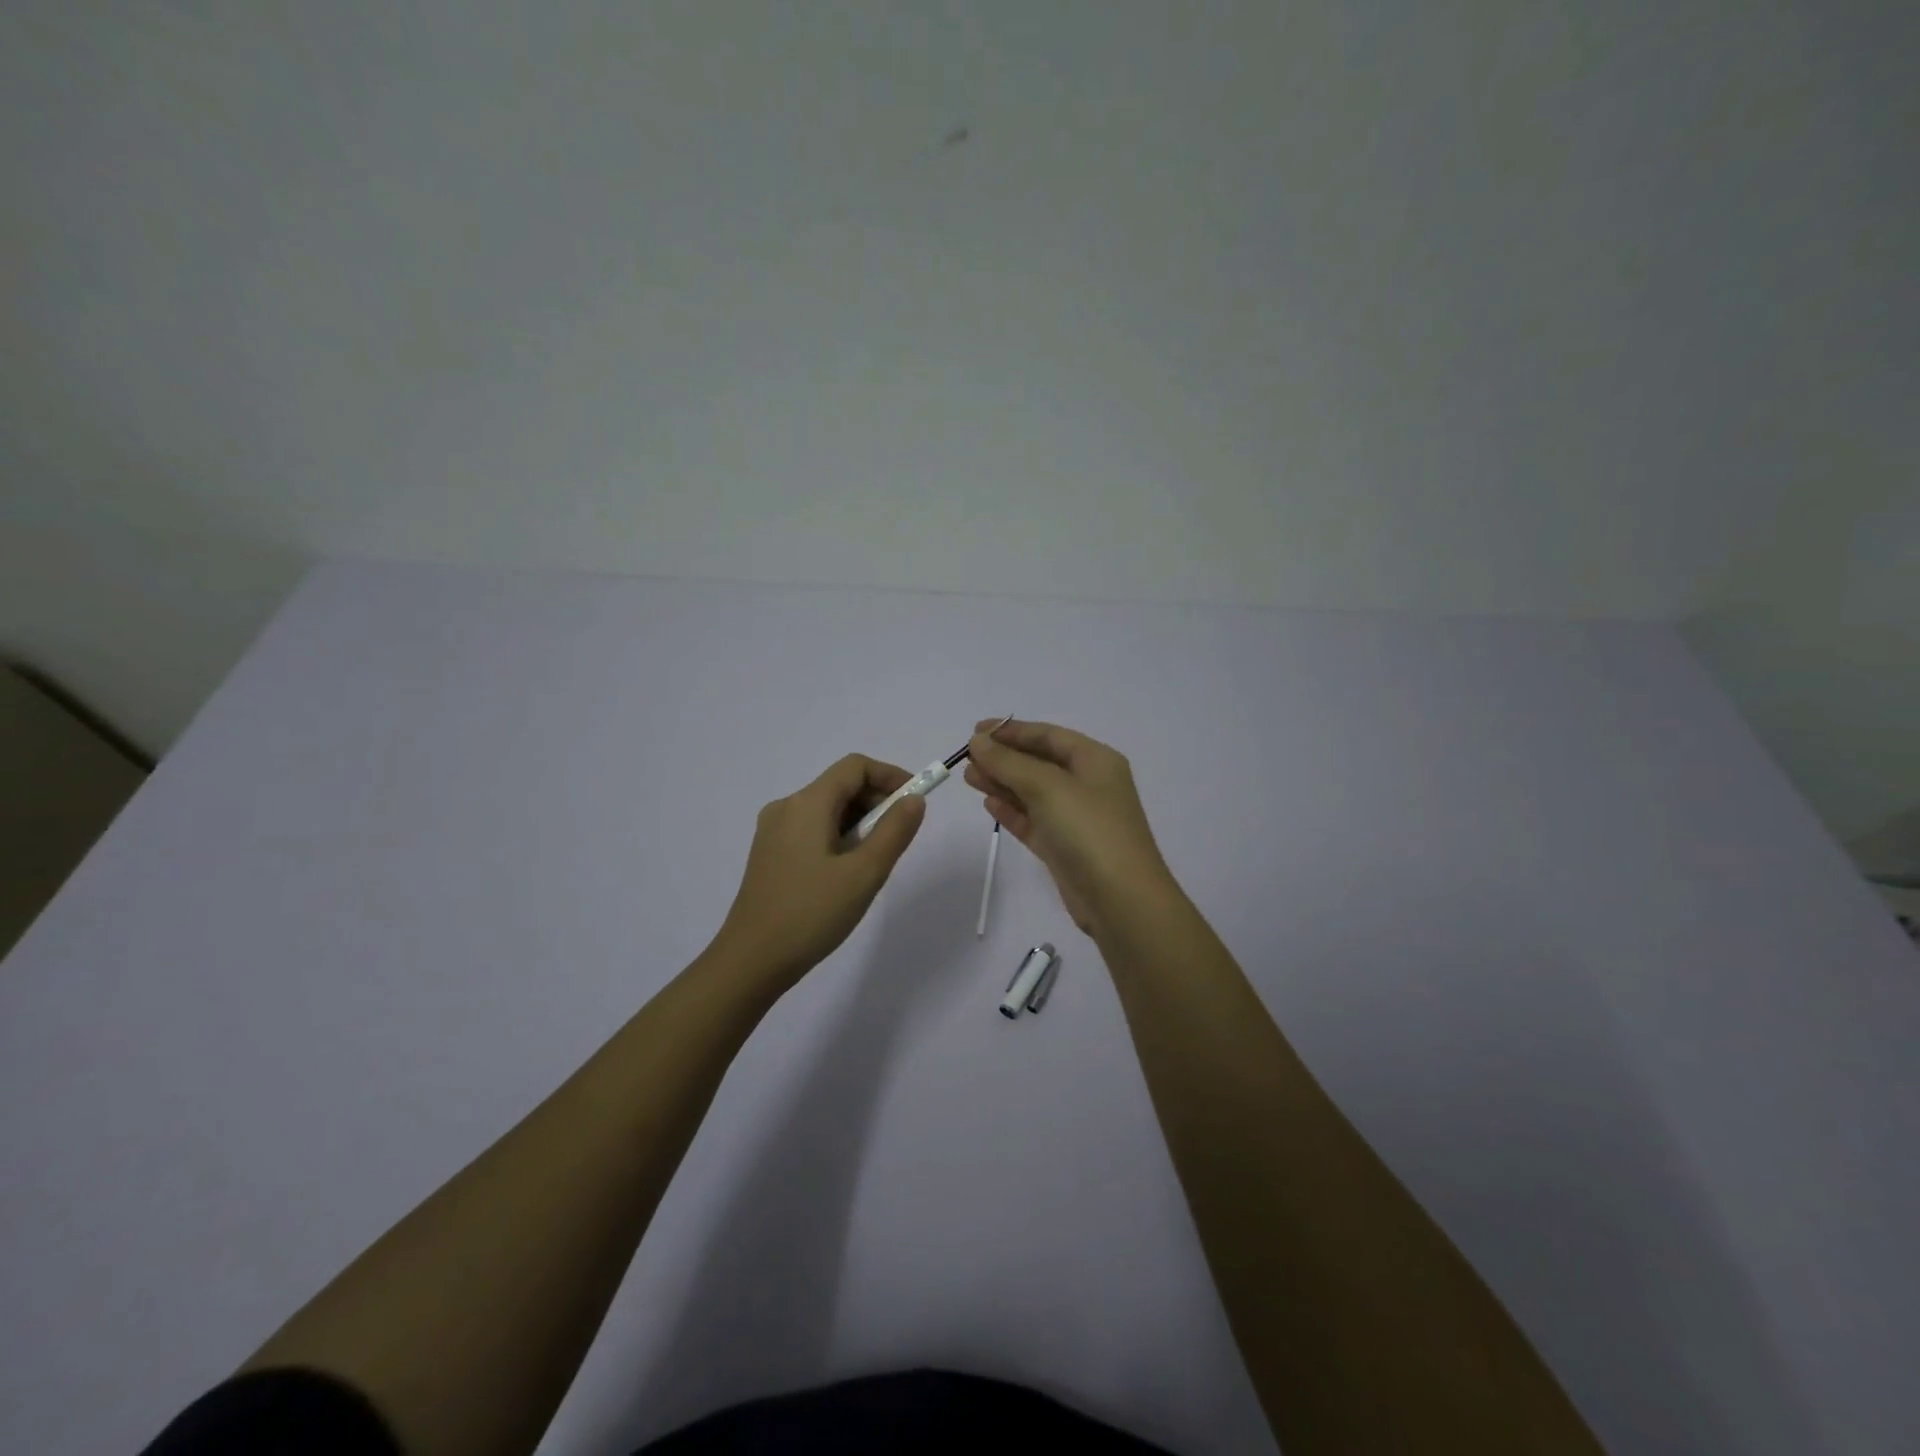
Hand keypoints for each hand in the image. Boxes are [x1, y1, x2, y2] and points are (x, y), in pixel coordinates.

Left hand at [710, 754, 925, 986]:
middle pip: (841, 786)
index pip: (855, 767)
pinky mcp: (770, 855)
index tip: (915, 802)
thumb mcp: (865, 873)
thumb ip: (894, 831)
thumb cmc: (811, 914)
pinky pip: (812, 830)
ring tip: (874, 862)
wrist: (750, 961)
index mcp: (807, 803)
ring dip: (859, 823)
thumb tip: (914, 800)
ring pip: (827, 810)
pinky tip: (847, 874)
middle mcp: (786, 808)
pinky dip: (839, 837)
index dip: (890, 776)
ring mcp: (773, 832)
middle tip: (899, 839)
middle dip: (877, 802)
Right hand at [962, 719, 1176, 937]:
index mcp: (1095, 760)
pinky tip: (988, 803)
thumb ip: (1009, 762)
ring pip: (1033, 792)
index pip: (1048, 736)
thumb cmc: (1088, 830)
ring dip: (1002, 783)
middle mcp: (1088, 784)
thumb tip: (978, 742)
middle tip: (967, 757)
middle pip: (1039, 762)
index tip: (976, 731)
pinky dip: (1012, 811)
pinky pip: (1033, 820)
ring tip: (968, 777)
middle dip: (1003, 758)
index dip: (1012, 730)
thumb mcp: (1047, 787)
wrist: (1120, 900)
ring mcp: (1076, 818)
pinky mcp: (1064, 847)